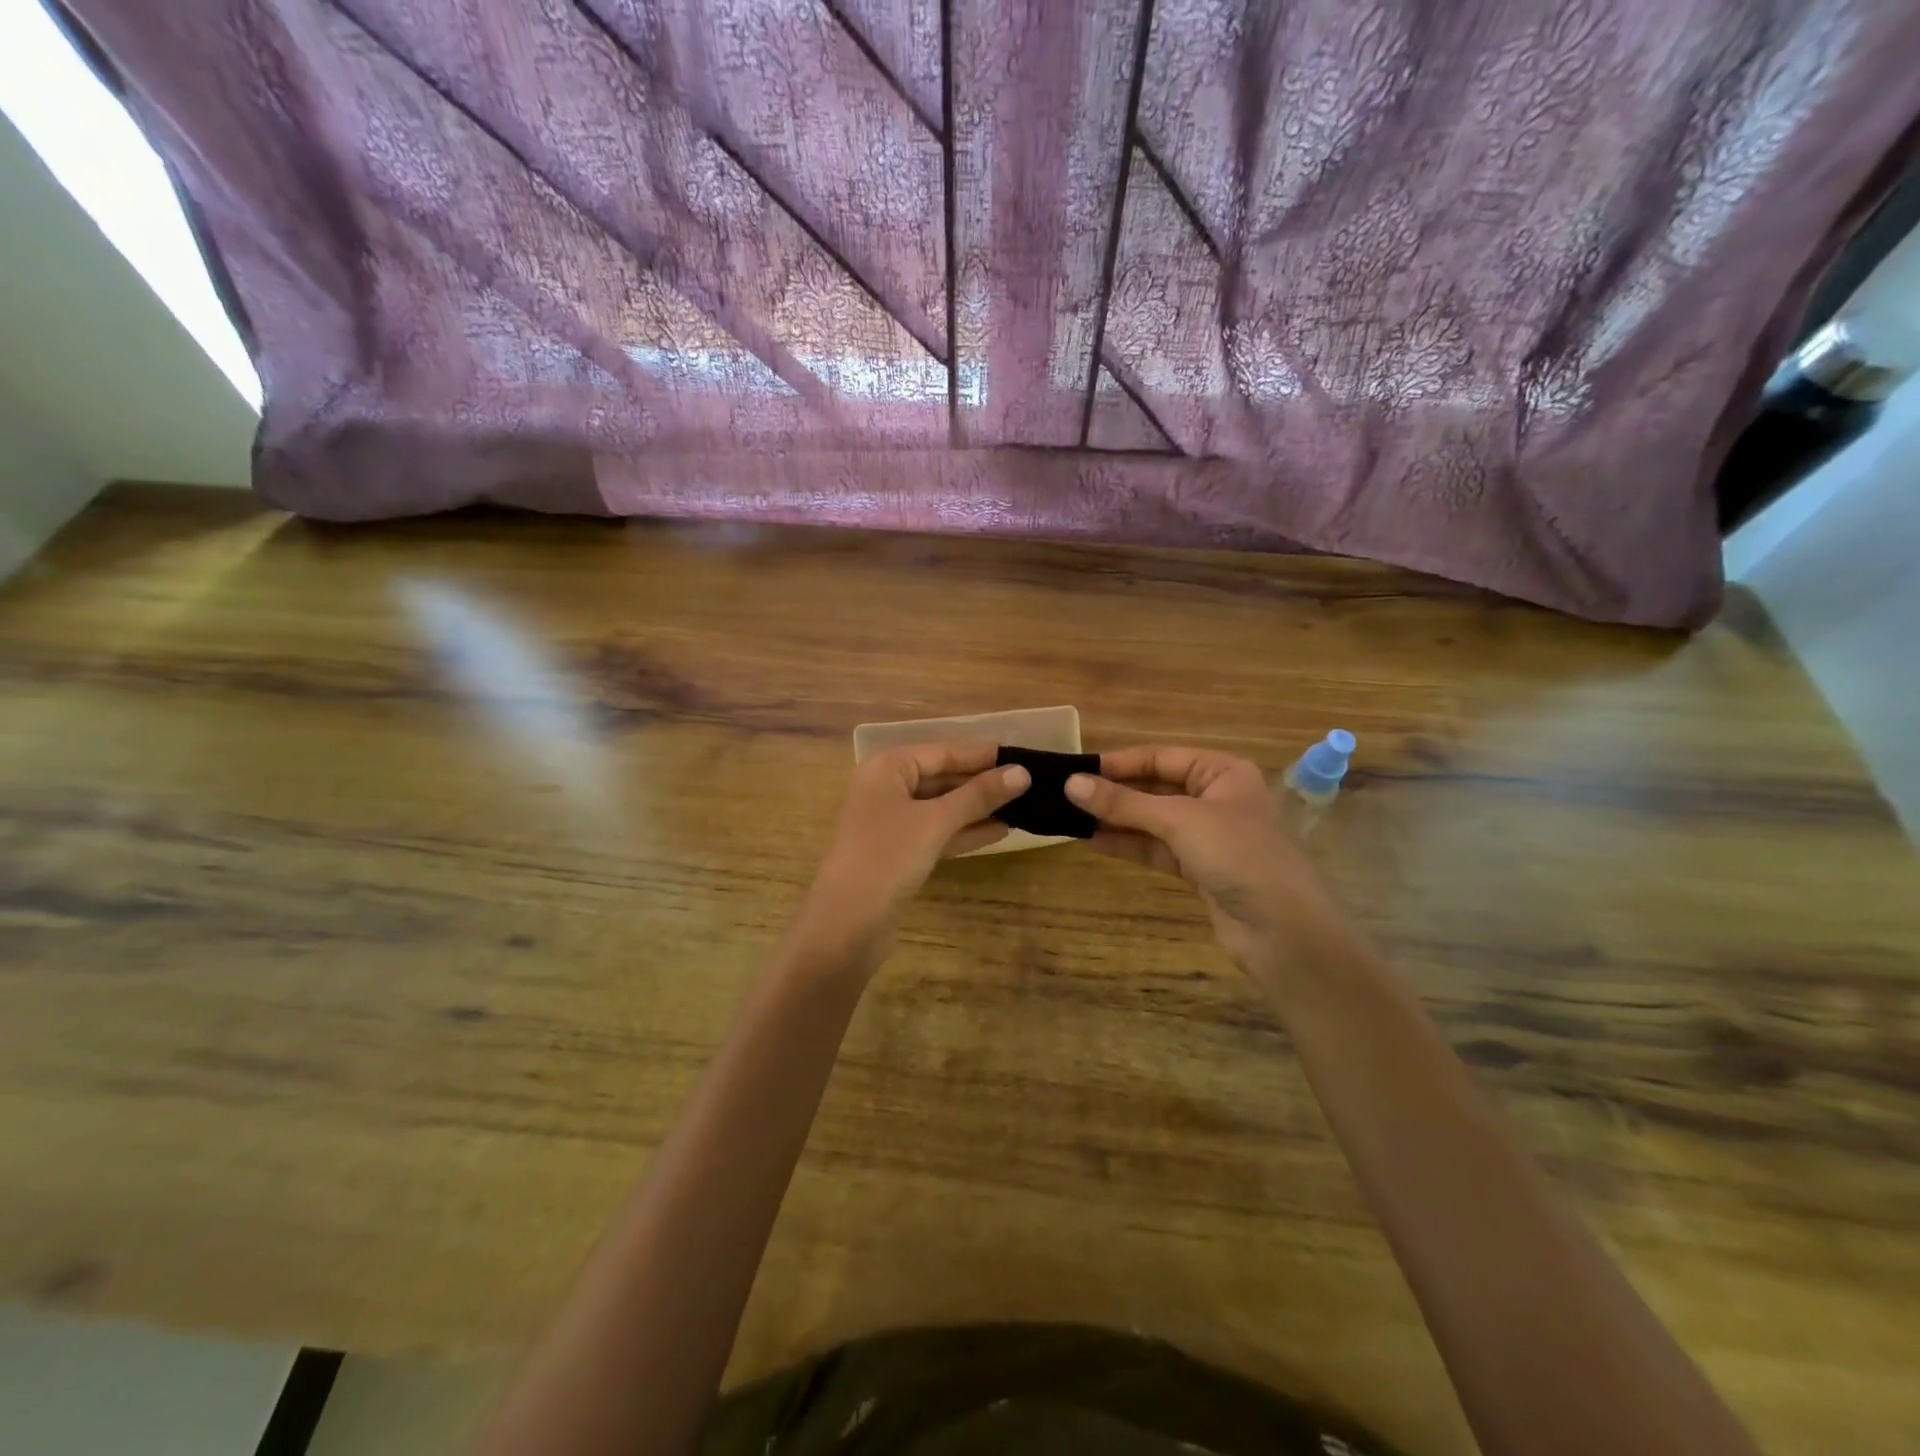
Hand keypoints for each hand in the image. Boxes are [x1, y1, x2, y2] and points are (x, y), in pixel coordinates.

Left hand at [796, 743, 1029, 968]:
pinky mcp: (895, 854)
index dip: (978, 754)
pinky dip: (962, 832)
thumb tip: (1022, 773)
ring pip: (939, 808)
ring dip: (975, 808)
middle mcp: (883, 790)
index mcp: (885, 769)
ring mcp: (888, 824)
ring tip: (1019, 806)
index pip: (939, 752)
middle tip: (1023, 782)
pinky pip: (934, 833)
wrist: (846, 922)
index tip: (1017, 754)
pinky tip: (998, 832)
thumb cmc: (888, 856)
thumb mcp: (936, 821)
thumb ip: (979, 796)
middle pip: (939, 778)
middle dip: (979, 782)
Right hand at [1065, 746, 1346, 984]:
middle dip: (1113, 793)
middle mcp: (1215, 797)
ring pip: (1152, 820)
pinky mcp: (1199, 868)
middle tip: (1065, 794)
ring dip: (1115, 819)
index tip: (1076, 769)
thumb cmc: (1238, 855)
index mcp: (1222, 772)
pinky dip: (1127, 844)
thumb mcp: (1178, 820)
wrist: (1282, 930)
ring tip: (1069, 816)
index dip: (1119, 763)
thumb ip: (1124, 803)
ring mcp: (1207, 835)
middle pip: (1154, 788)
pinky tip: (1092, 840)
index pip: (1160, 757)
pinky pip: (1155, 848)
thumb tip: (1071, 784)